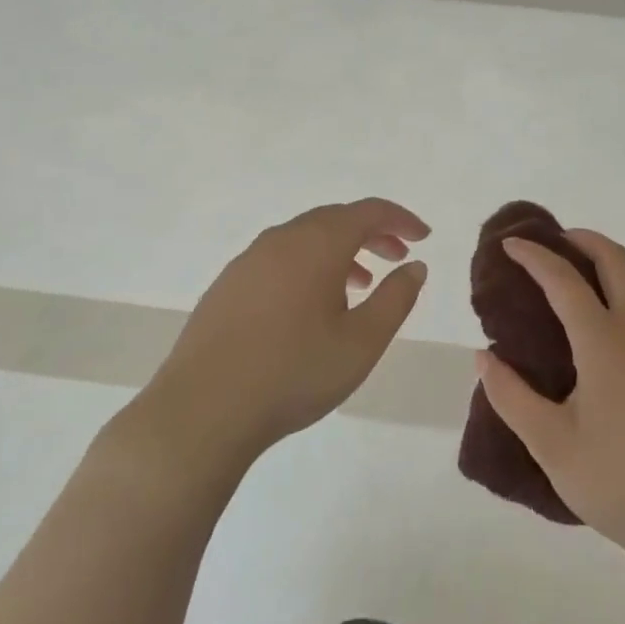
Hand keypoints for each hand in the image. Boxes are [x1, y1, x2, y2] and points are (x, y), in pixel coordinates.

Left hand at [137, 198, 429, 467]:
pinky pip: (280, 258)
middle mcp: (282, 239)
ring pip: (305, 238)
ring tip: (360, 285)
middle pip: (335, 219)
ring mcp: (249, 260)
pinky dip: (308, 265)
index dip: (401, 219)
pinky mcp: (227, 285)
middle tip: (398, 257)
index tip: (424, 237)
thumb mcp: (362, 342)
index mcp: (318, 244)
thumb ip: (396, 298)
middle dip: (372, 233)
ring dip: (340, 251)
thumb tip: (414, 267)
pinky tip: (311, 306)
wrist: (201, 412)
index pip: (368, 211)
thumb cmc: (293, 373)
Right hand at [475, 230, 624, 566]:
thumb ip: (512, 398)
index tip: (510, 245)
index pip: (564, 281)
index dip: (534, 257)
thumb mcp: (552, 446)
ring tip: (588, 273)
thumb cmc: (620, 482)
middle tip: (554, 242)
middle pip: (615, 260)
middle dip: (583, 240)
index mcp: (605, 343)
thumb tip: (483, 358)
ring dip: (615, 260)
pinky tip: (620, 318)